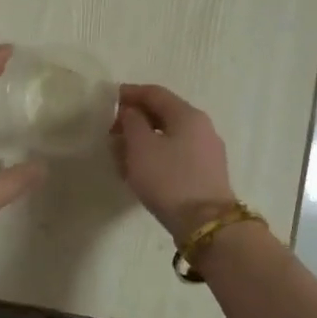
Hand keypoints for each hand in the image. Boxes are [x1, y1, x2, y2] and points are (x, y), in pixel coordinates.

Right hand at [112, 84, 236, 241]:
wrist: (206, 224)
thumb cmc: (169, 179)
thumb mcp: (141, 146)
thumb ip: (131, 122)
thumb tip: (131, 112)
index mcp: (187, 114)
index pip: (155, 93)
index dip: (130, 93)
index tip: (109, 100)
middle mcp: (201, 127)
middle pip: (164, 114)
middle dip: (135, 120)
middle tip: (112, 132)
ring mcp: (207, 151)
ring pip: (169, 137)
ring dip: (144, 141)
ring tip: (121, 155)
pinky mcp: (206, 174)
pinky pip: (176, 155)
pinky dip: (156, 157)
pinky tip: (141, 172)